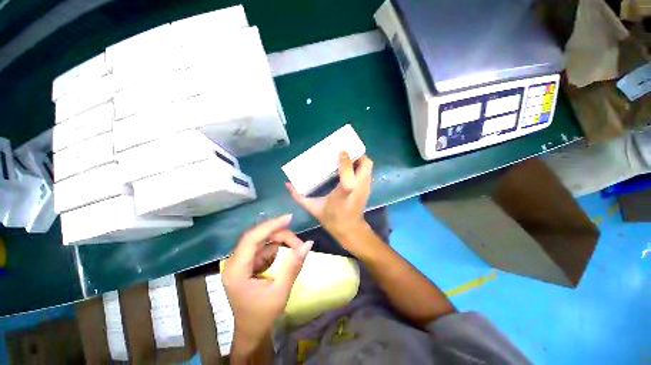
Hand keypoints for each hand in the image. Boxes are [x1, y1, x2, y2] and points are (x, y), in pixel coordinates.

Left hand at [222, 215, 312, 355]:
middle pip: (259, 237)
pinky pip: (264, 248)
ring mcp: (240, 262)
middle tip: (299, 243)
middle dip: (281, 235)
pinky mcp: (247, 263)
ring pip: (263, 240)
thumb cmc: (262, 316)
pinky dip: (277, 248)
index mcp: (237, 271)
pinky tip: (287, 254)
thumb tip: (309, 243)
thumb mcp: (281, 291)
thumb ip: (294, 266)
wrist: (251, 332)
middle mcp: (234, 262)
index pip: (252, 239)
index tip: (290, 218)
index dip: (271, 225)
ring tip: (296, 249)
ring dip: (281, 241)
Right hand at [287, 152, 373, 254]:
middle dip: (356, 154)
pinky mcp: (368, 189)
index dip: (344, 160)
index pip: (348, 172)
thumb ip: (299, 196)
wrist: (350, 230)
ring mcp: (365, 187)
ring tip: (347, 158)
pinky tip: (350, 168)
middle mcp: (358, 186)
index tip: (339, 152)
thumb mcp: (313, 207)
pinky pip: (368, 172)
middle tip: (344, 153)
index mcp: (345, 191)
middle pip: (365, 164)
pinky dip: (361, 166)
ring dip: (359, 159)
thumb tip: (287, 183)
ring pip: (369, 166)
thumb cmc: (332, 219)